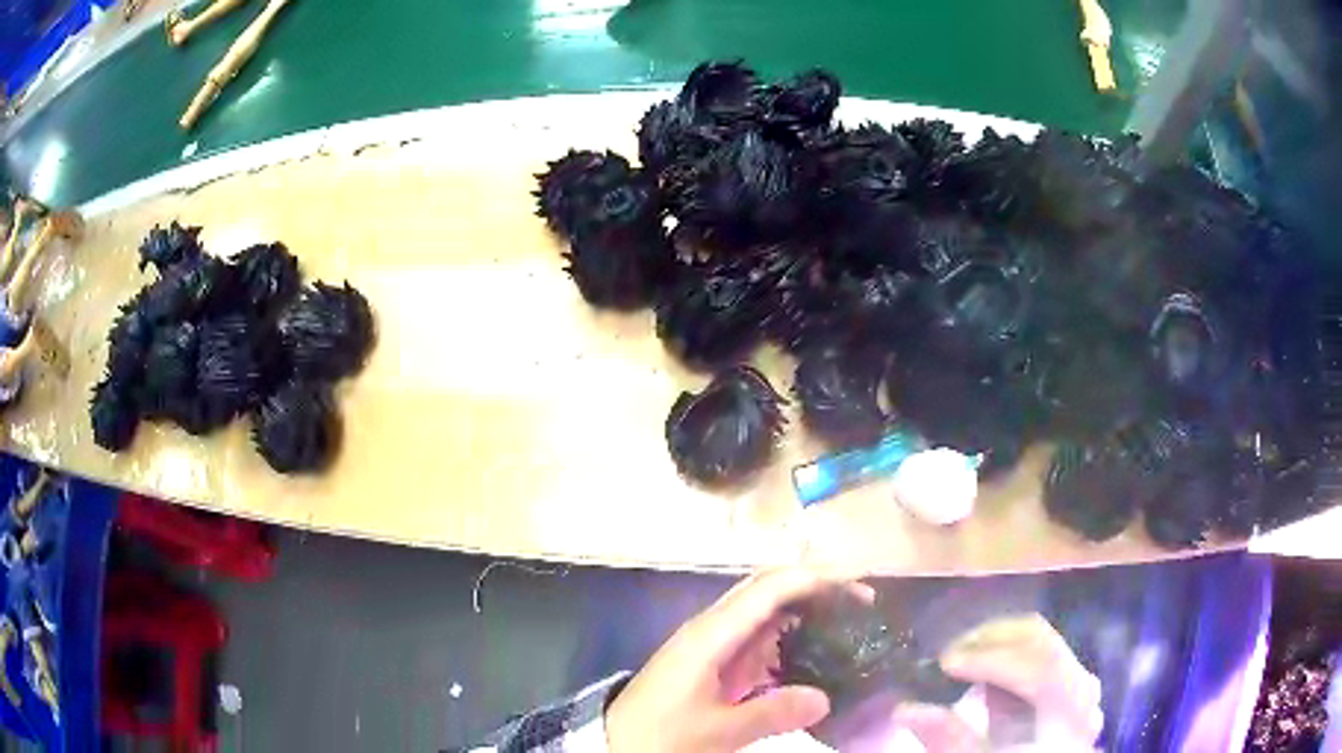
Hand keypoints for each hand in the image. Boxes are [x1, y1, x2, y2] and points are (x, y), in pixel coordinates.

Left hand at [605, 564, 872, 752]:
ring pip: (764, 610)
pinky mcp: (713, 660)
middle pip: (768, 589)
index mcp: (712, 634)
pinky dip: (788, 636)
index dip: (815, 580)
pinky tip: (812, 653)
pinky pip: (757, 637)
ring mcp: (712, 642)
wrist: (617, 742)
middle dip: (815, 587)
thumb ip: (772, 713)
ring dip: (804, 608)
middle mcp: (713, 627)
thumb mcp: (718, 731)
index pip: (769, 589)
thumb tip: (825, 698)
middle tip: (860, 601)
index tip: (857, 588)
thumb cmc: (661, 733)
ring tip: (846, 622)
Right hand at [895, 614, 1102, 751]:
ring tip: (958, 659)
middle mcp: (1082, 686)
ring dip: (997, 643)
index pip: (1039, 665)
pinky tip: (979, 669)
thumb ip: (950, 739)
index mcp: (1070, 708)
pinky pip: (1039, 653)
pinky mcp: (1065, 685)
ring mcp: (1077, 683)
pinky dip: (1006, 654)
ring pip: (1040, 641)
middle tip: (946, 653)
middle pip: (1041, 642)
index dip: (992, 658)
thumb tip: (905, 708)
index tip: (945, 662)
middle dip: (992, 639)